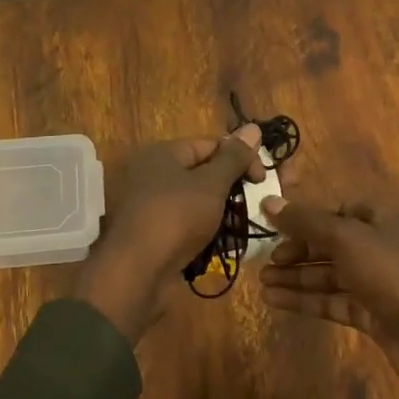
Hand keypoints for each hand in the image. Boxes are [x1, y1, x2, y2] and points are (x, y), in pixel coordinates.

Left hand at [72, 125, 265, 341]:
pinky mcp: (153, 232)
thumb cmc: (176, 216)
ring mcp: (151, 205)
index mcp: (164, 153)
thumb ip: (234, 158)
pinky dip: (203, 232)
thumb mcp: (211, 183)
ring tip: (239, 229)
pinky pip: (185, 225)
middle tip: (252, 206)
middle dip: (230, 189)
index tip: (262, 181)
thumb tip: (254, 127)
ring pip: (196, 202)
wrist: (136, 270)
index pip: (211, 145)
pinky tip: (221, 245)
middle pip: (203, 173)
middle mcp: (153, 173)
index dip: (240, 158)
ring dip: (220, 213)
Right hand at [260, 194, 398, 398]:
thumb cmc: (391, 273)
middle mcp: (377, 246)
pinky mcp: (370, 313)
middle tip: (266, 261)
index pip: (337, 210)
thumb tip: (268, 202)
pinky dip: (305, 300)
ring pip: (328, 274)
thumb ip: (305, 221)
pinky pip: (331, 301)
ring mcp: (374, 282)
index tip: (276, 226)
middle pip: (329, 243)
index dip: (307, 217)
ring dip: (295, 277)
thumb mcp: (345, 238)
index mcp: (379, 219)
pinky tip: (275, 300)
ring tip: (261, 282)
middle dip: (296, 250)